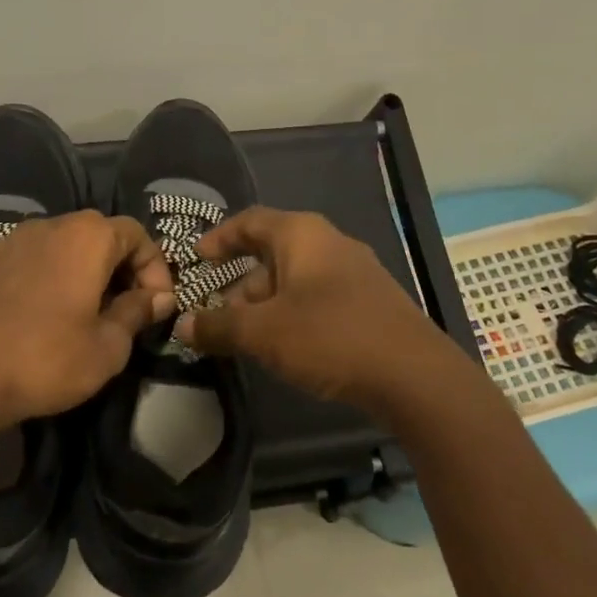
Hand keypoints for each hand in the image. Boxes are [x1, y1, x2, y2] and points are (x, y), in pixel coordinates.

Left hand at [0, 210, 175, 429]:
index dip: (155, 268)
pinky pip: (32, 257)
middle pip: (99, 234)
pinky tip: (44, 312)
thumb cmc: (46, 360)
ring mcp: (12, 240)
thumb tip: (159, 297)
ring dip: (84, 270)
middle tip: (126, 309)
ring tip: (86, 311)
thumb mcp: (108, 346)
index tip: (156, 306)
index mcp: (86, 237)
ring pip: (63, 244)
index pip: (136, 234)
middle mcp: (50, 225)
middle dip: (121, 267)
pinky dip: (50, 275)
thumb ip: (138, 312)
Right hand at [174, 207, 457, 408]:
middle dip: (239, 283)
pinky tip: (285, 347)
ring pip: (295, 280)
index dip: (219, 237)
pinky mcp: (370, 303)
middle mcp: (330, 244)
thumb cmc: (330, 337)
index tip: (196, 258)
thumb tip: (182, 325)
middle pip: (272, 253)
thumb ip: (218, 326)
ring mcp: (355, 273)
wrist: (414, 376)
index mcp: (303, 235)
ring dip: (265, 304)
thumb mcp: (263, 332)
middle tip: (217, 315)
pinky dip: (292, 315)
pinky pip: (318, 299)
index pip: (250, 221)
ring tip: (246, 338)